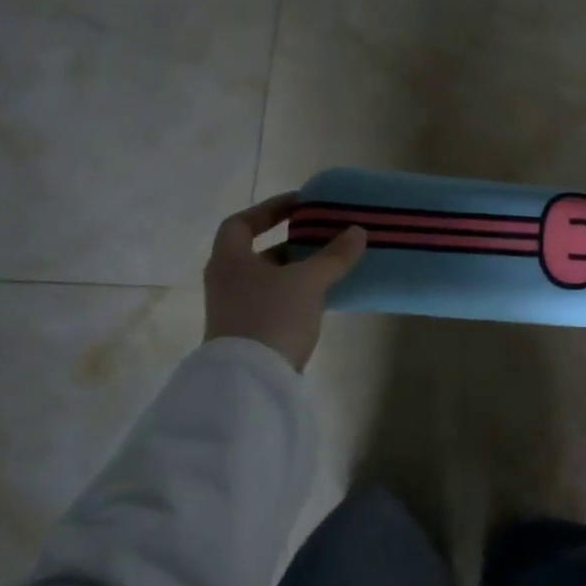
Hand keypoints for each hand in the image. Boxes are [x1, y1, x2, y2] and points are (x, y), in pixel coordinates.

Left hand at [204, 194, 366, 371]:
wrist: (252, 380)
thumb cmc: (272, 316)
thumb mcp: (308, 281)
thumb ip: (333, 255)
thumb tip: (357, 231)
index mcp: (230, 261)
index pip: (242, 223)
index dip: (270, 209)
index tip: (301, 205)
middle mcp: (228, 282)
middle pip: (258, 253)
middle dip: (291, 242)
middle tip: (323, 235)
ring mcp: (237, 310)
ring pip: (270, 280)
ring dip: (298, 270)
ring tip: (332, 264)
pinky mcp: (251, 334)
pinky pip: (277, 302)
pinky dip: (299, 294)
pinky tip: (325, 296)